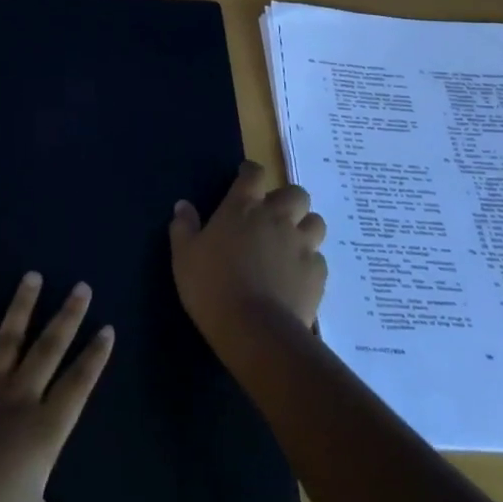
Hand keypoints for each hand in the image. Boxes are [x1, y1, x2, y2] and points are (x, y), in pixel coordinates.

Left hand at [0, 272, 114, 501]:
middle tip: (82, 287)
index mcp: (44, 429)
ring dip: (22, 306)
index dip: (94, 357)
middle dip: (67, 317)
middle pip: (49, 350)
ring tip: (33, 275)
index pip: (78, 386)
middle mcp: (20, 398)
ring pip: (9, 338)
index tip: (108, 328)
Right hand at [169, 161, 327, 342]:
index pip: (254, 174)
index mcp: (242, 207)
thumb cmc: (211, 286)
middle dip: (287, 200)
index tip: (246, 177)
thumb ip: (184, 227)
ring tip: (291, 243)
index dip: (251, 172)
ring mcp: (301, 244)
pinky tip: (296, 276)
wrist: (254, 329)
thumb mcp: (184, 256)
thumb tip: (183, 205)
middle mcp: (276, 218)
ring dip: (304, 227)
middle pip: (295, 193)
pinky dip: (308, 262)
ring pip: (315, 222)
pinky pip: (319, 258)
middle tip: (273, 216)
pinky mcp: (318, 273)